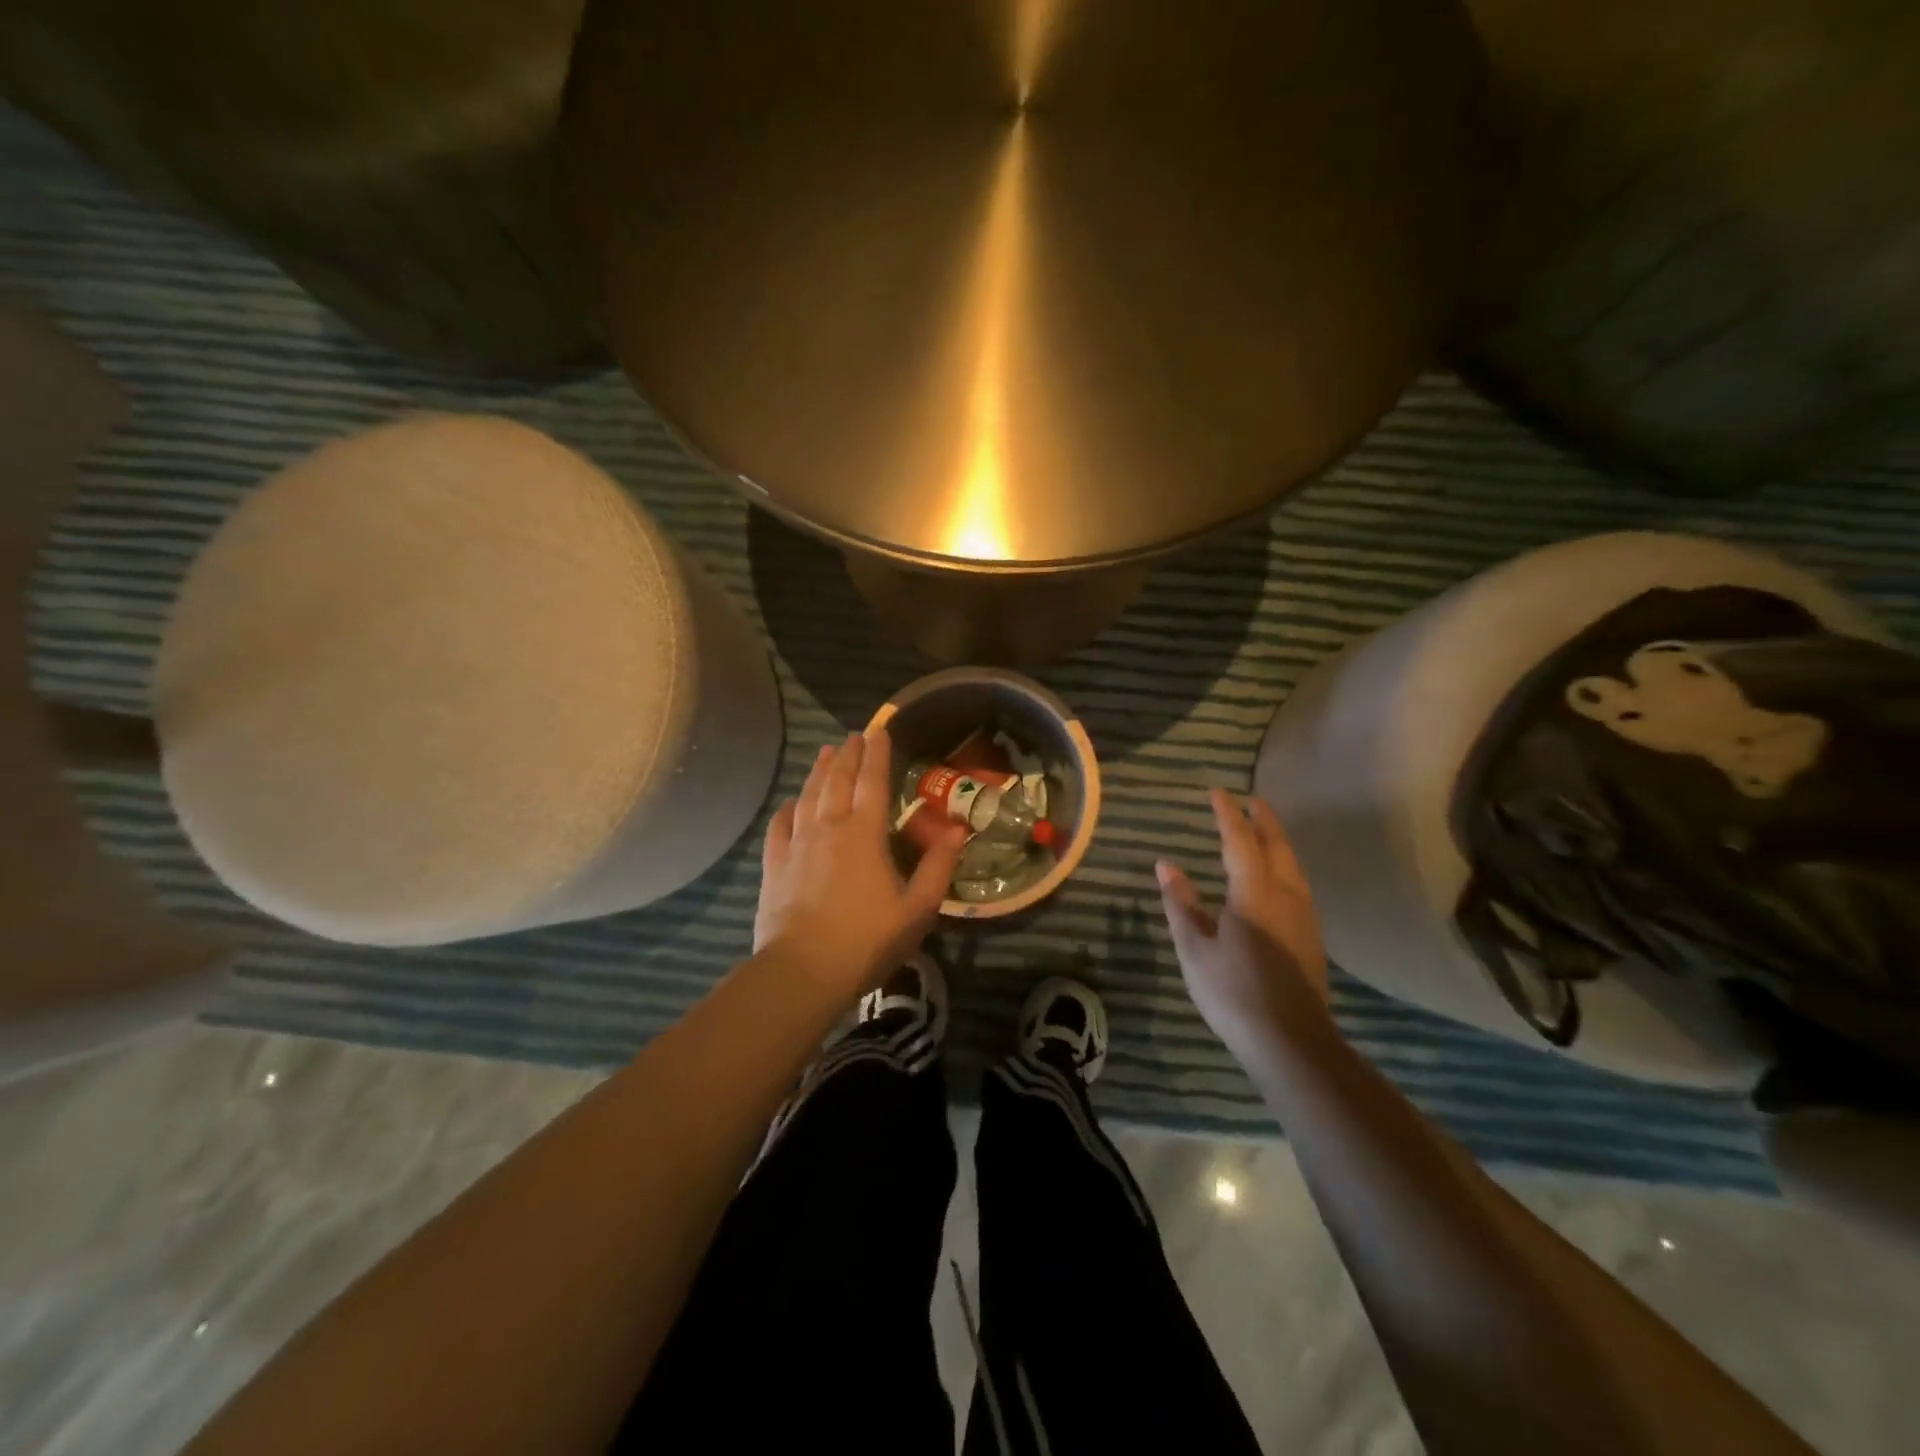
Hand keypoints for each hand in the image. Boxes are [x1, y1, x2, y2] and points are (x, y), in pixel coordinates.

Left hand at [754, 728, 966, 1001]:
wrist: (802, 971)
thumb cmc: (867, 940)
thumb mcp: (917, 909)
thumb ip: (938, 866)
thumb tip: (956, 828)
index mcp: (865, 833)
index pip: (872, 781)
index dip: (878, 753)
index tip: (880, 730)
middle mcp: (829, 827)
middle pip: (837, 780)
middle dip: (847, 754)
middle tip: (854, 736)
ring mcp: (797, 843)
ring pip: (808, 795)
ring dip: (819, 771)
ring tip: (825, 753)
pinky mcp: (775, 863)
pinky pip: (780, 824)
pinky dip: (788, 807)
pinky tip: (791, 802)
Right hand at [1157, 789, 1329, 1054]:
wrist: (1290, 1041)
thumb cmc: (1233, 992)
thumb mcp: (1194, 948)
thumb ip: (1181, 903)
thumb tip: (1166, 865)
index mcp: (1254, 892)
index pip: (1239, 841)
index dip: (1227, 815)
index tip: (1217, 792)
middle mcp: (1285, 895)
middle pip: (1277, 846)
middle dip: (1264, 820)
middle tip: (1252, 800)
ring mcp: (1304, 916)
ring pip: (1293, 865)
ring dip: (1278, 841)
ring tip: (1264, 830)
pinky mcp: (1311, 937)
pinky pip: (1298, 884)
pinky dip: (1285, 865)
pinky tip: (1277, 877)